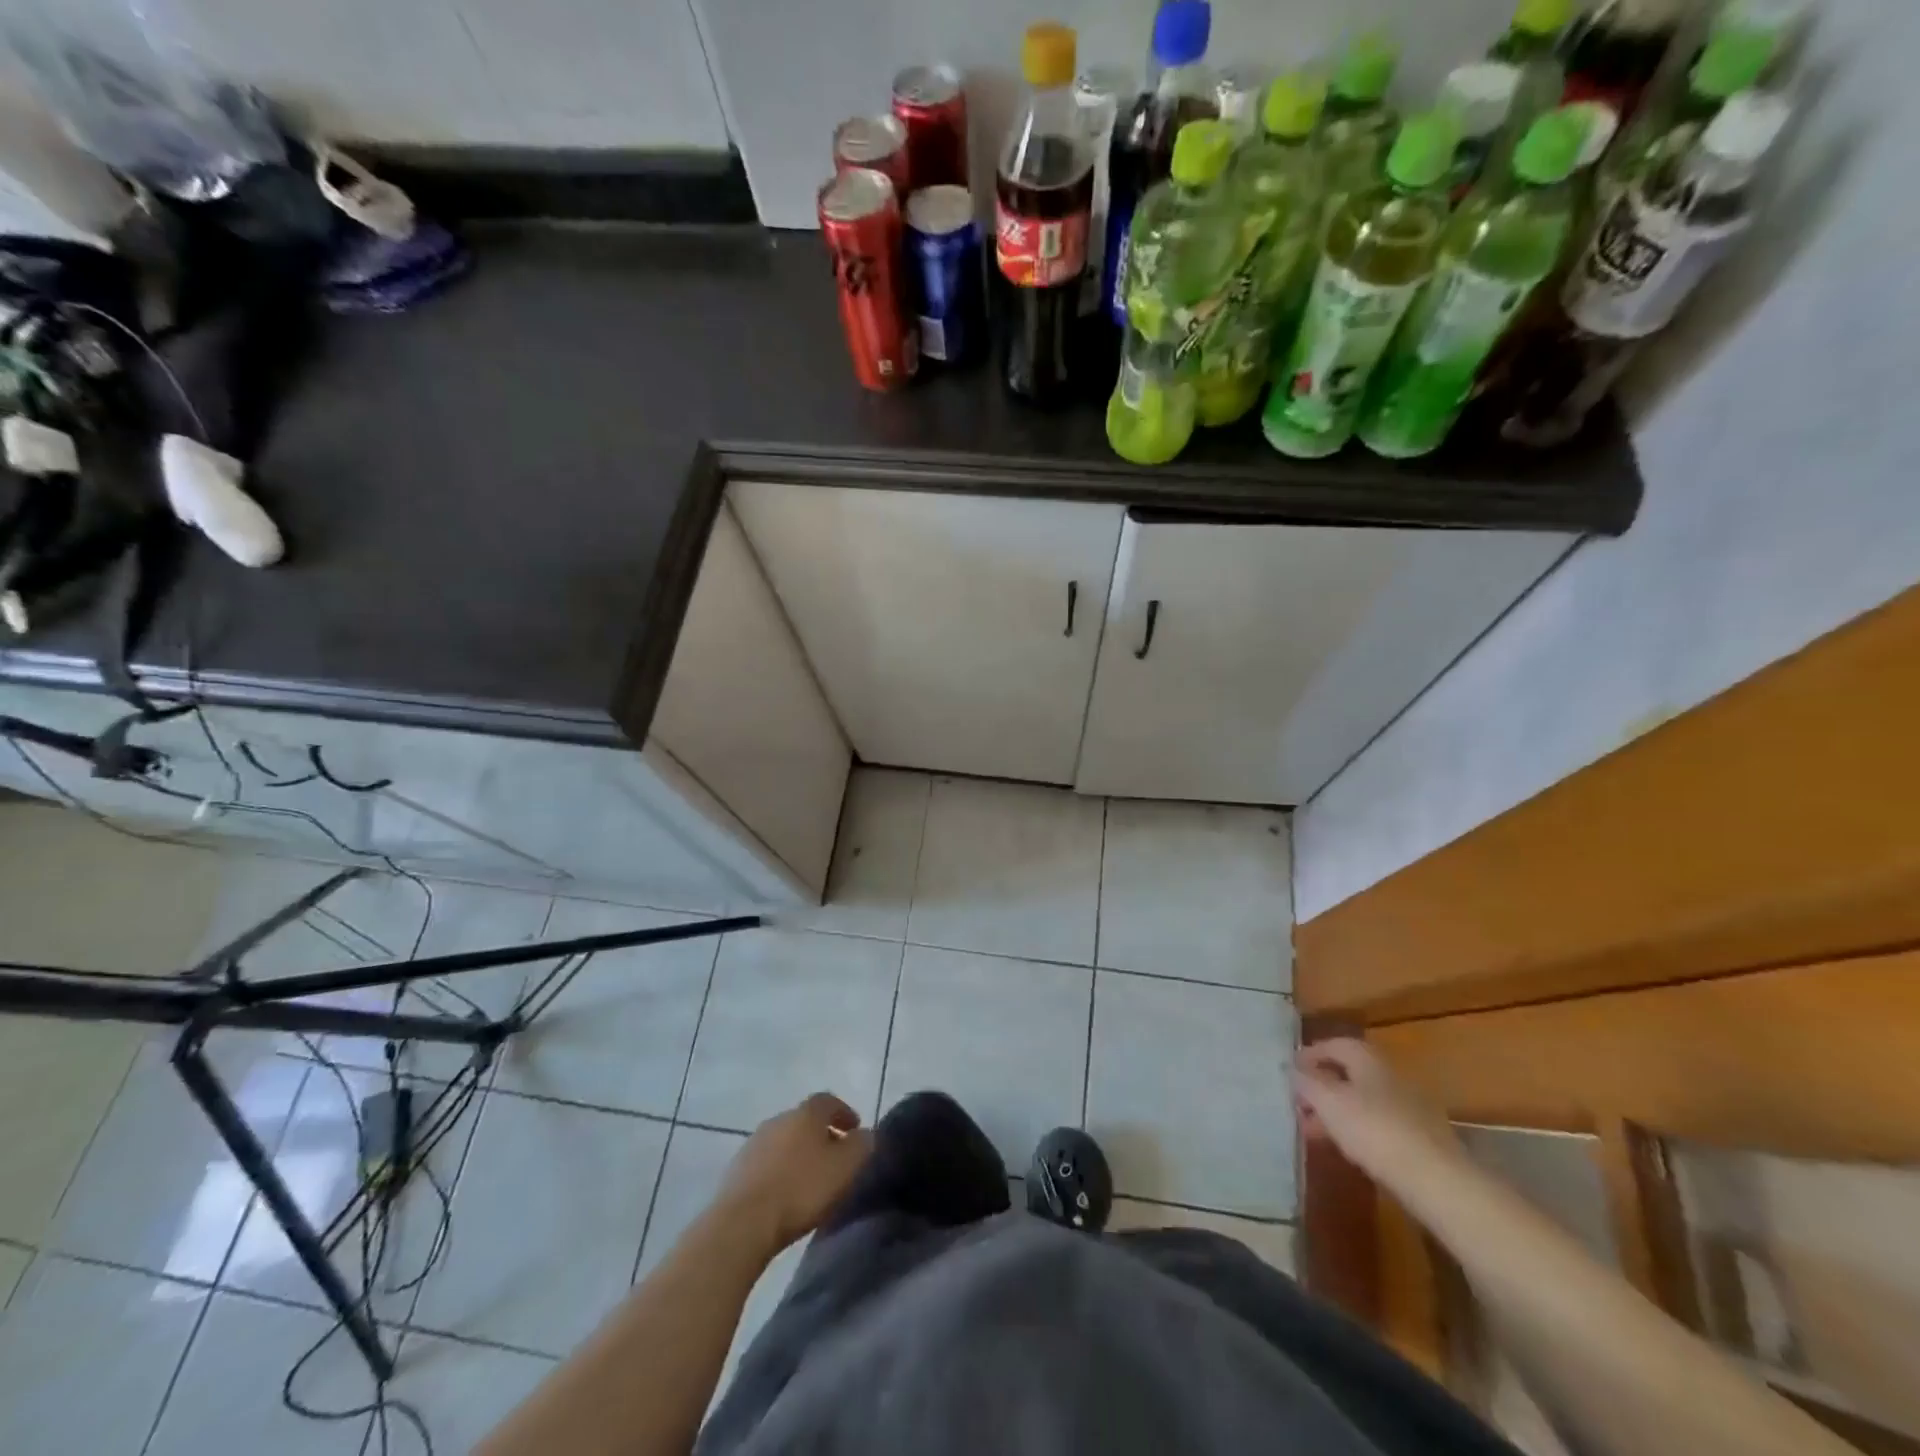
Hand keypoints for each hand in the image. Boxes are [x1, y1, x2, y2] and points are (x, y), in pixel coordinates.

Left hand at [718, 1092, 873, 1255]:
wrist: (743, 1222)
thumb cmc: (801, 1189)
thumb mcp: (845, 1167)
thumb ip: (861, 1146)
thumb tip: (865, 1135)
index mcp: (806, 1113)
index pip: (829, 1100)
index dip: (844, 1112)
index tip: (855, 1129)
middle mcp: (779, 1119)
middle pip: (805, 1120)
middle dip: (822, 1134)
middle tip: (835, 1155)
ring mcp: (754, 1143)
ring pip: (784, 1141)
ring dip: (799, 1153)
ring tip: (810, 1177)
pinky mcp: (737, 1169)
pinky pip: (767, 1162)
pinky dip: (780, 1170)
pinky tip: (785, 1192)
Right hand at [1292, 1038, 1463, 1189]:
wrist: (1437, 1180)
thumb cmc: (1374, 1130)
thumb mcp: (1328, 1102)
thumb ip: (1307, 1082)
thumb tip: (1293, 1069)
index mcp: (1369, 1059)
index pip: (1335, 1044)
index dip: (1310, 1054)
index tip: (1291, 1071)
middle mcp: (1391, 1075)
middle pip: (1349, 1073)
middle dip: (1322, 1087)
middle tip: (1299, 1104)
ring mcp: (1410, 1107)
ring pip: (1364, 1101)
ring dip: (1337, 1111)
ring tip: (1315, 1132)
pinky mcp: (1422, 1138)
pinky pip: (1380, 1124)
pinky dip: (1359, 1130)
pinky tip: (1348, 1149)